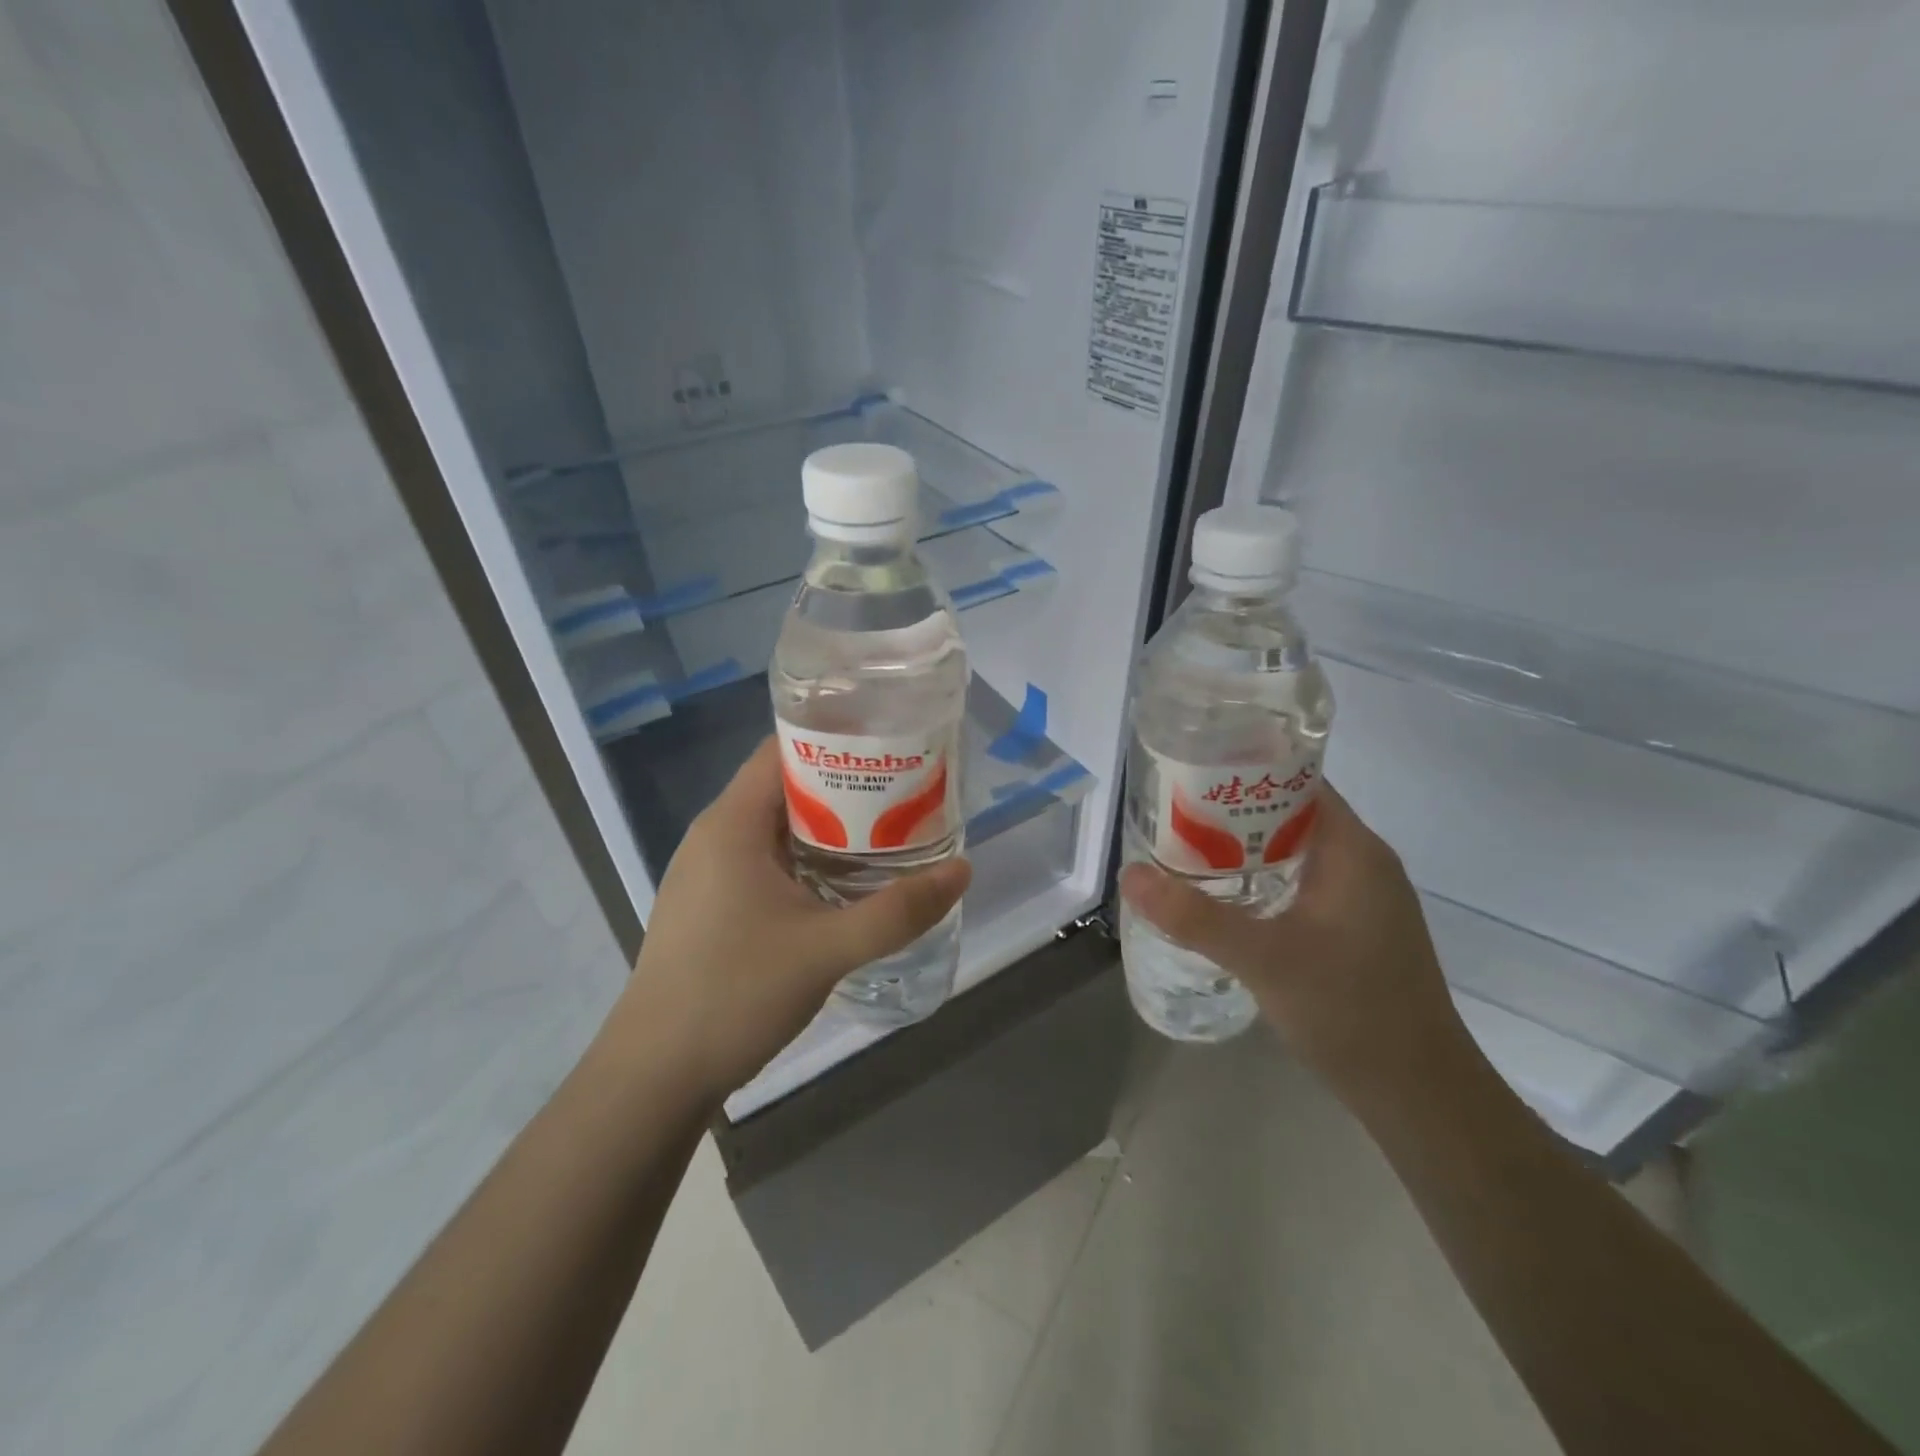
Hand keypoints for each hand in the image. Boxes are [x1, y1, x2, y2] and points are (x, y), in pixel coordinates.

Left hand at [609, 738, 970, 1103]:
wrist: (654, 1076)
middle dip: (845, 786)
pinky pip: (765, 862)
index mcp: (731, 823)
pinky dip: (807, 860)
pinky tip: (844, 884)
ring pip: (777, 829)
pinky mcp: (710, 906)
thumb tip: (962, 870)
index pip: (784, 749)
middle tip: (905, 793)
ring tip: (887, 832)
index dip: (837, 738)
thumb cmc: (734, 994)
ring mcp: (708, 873)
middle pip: (786, 786)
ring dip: (829, 827)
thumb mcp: (827, 949)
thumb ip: (899, 910)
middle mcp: (715, 836)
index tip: (890, 744)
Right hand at [1119, 784, 1480, 1116]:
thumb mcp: (1264, 959)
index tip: (1189, 769)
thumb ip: (1195, 917)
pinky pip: (1301, 882)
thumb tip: (1130, 874)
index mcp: (1353, 850)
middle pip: (1290, 813)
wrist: (1420, 1095)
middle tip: (1172, 812)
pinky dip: (1262, 878)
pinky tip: (1224, 897)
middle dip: (1232, 809)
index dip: (1244, 766)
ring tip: (1184, 848)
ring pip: (1294, 850)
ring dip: (1244, 846)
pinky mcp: (1355, 928)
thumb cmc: (1351, 1012)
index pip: (1297, 780)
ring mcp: (1363, 897)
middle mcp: (1362, 862)